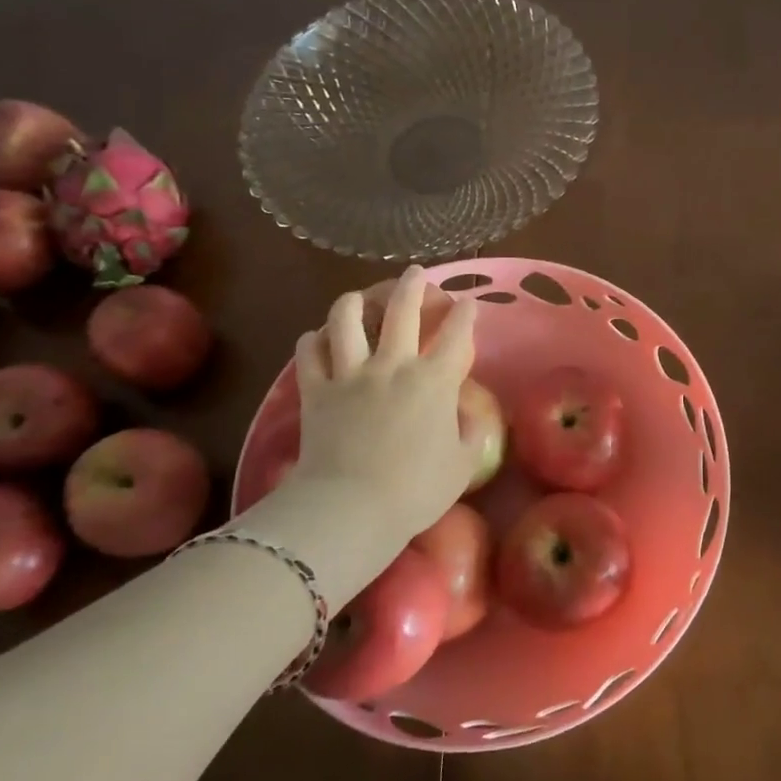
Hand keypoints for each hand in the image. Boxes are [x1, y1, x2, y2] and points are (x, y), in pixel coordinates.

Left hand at [264, 268, 479, 575]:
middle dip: (413, 285)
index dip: (466, 314)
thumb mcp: (462, 465)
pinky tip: (319, 338)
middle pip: (402, 309)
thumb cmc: (416, 490)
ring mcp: (351, 374)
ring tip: (359, 296)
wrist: (352, 507)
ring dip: (355, 301)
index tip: (468, 303)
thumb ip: (471, 433)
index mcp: (435, 381)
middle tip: (415, 273)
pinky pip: (309, 352)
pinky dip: (314, 339)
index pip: (457, 334)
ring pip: (347, 319)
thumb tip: (467, 414)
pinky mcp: (316, 389)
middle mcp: (393, 365)